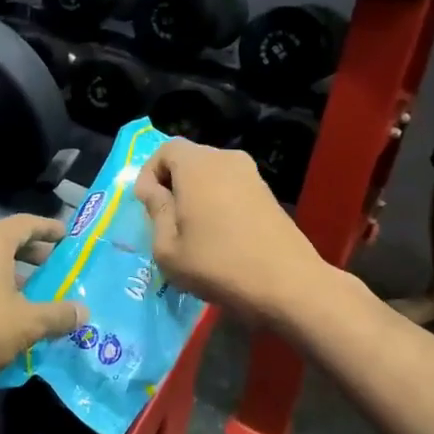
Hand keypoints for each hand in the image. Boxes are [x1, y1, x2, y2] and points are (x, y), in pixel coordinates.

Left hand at [0, 214, 85, 393]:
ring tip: (34, 294)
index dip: (49, 228)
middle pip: (6, 241)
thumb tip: (83, 312)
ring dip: (11, 274)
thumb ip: (58, 315)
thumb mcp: (27, 323)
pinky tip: (5, 314)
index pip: (26, 223)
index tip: (67, 236)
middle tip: (55, 266)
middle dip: (32, 254)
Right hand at [135, 140, 326, 325]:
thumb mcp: (168, 248)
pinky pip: (231, 187)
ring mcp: (252, 175)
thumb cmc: (217, 264)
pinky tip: (219, 236)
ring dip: (195, 195)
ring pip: (211, 174)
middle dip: (172, 184)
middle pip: (189, 160)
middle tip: (165, 220)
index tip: (146, 205)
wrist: (288, 284)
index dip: (149, 173)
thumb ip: (156, 211)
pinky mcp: (268, 194)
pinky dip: (217, 202)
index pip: (165, 149)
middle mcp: (225, 159)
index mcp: (197, 165)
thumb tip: (153, 190)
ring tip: (191, 231)